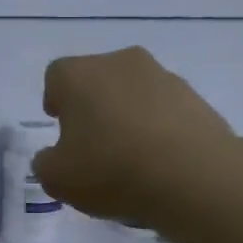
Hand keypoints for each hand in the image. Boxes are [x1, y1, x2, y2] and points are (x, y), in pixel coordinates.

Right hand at [32, 47, 239, 224]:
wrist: (194, 175)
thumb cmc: (112, 170)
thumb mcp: (57, 179)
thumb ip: (46, 163)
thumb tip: (54, 155)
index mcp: (79, 74)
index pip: (56, 76)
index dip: (56, 100)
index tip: (61, 127)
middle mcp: (120, 62)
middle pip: (98, 79)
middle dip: (93, 106)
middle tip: (94, 143)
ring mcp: (162, 76)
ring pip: (134, 92)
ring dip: (129, 115)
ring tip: (132, 156)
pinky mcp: (195, 97)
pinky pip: (166, 109)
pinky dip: (160, 127)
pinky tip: (161, 160)